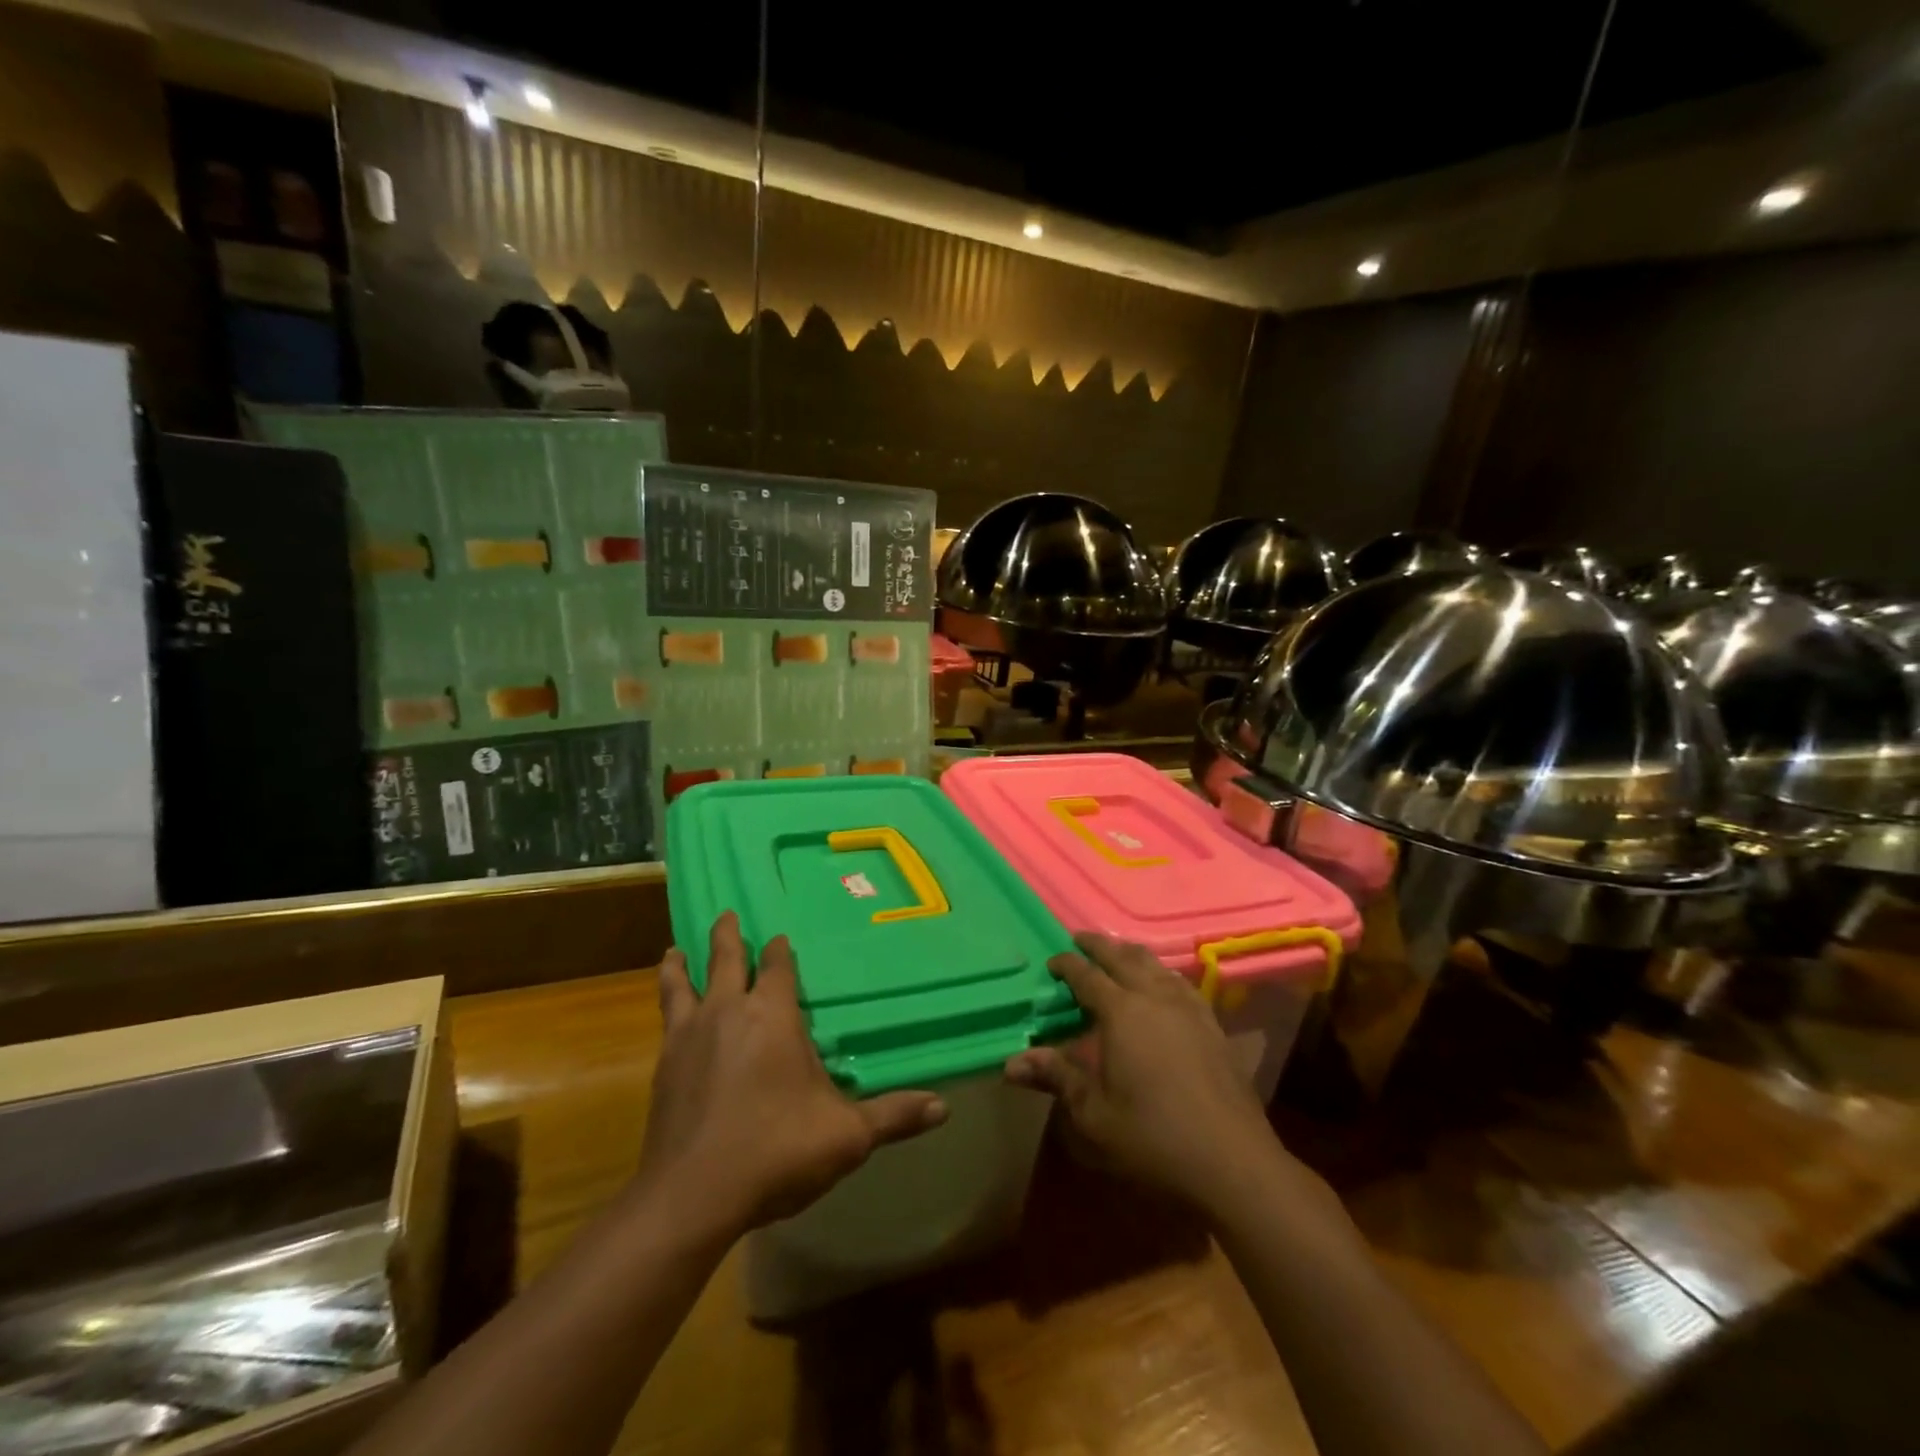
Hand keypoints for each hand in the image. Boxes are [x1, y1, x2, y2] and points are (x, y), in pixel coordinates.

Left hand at [639, 912, 946, 1239]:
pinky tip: (668, 1016)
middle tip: (726, 915)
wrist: (691, 1196)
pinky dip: (667, 1004)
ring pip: (682, 985)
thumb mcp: (846, 1136)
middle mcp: (728, 1012)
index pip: (778, 967)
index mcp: (772, 1015)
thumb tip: (944, 1108)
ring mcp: (689, 1037)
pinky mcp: (663, 1067)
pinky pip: (665, 1020)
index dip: (780, 950)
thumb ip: (893, 1115)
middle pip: (726, 959)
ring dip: (681, 964)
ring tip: (676, 949)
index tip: (780, 937)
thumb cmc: (776, 1150)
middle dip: (729, 936)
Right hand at [1005, 933, 1293, 1214]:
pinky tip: (1162, 987)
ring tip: (1117, 956)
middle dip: (1098, 945)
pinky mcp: (1212, 1025)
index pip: (1086, 975)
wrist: (1233, 1161)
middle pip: (1123, 957)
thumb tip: (1011, 1063)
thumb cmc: (1153, 1138)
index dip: (1066, 965)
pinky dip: (1161, 973)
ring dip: (1131, 954)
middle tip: (1080, 940)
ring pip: (1155, 964)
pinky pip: (1180, 983)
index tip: (1051, 962)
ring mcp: (1188, 1008)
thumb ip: (1056, 1078)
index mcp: (1121, 1012)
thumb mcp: (1094, 1113)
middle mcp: (1155, 997)